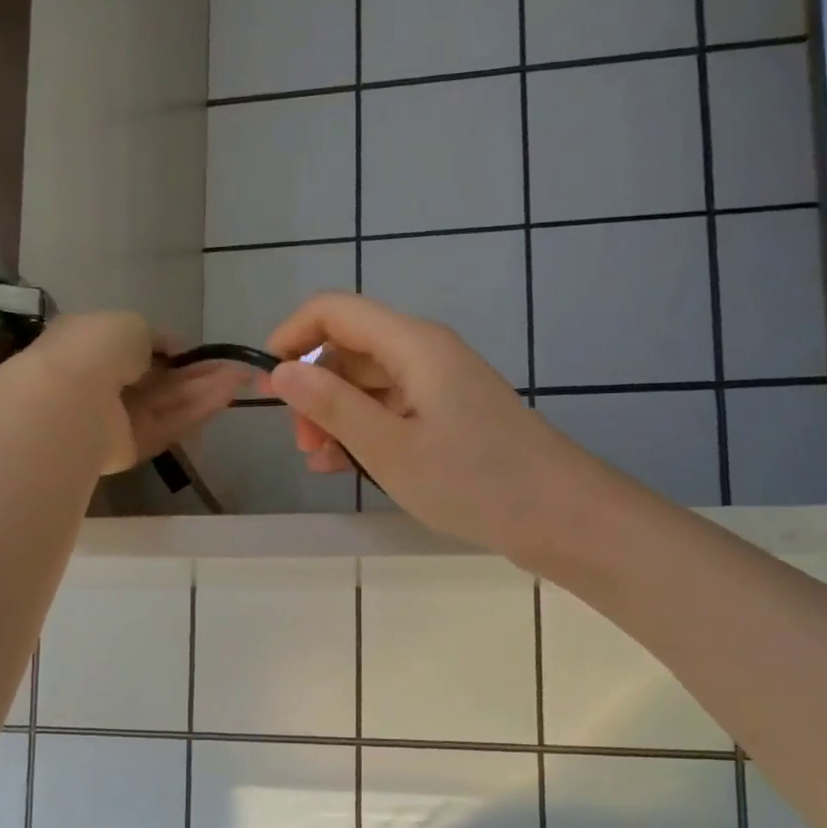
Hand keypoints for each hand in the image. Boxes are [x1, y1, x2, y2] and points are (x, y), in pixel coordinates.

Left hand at [28, 313, 245, 473]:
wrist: (70, 401)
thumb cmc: (95, 350)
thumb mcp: (131, 323)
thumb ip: (157, 336)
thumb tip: (175, 349)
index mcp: (95, 347)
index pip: (139, 350)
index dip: (174, 351)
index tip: (204, 352)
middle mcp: (106, 383)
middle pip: (161, 380)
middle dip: (198, 373)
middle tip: (236, 367)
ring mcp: (120, 418)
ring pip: (169, 402)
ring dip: (204, 390)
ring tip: (241, 378)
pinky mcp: (133, 447)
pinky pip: (169, 425)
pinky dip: (197, 411)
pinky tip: (226, 396)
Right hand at [265, 295, 597, 558]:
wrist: (559, 516)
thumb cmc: (472, 480)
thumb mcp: (389, 448)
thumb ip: (332, 406)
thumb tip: (280, 371)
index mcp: (413, 345)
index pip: (334, 311)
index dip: (292, 336)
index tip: (266, 384)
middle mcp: (426, 354)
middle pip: (351, 349)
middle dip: (315, 389)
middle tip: (302, 442)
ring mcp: (442, 386)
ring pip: (370, 385)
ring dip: (337, 416)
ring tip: (319, 462)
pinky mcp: (451, 417)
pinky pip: (394, 411)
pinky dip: (366, 432)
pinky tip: (347, 467)